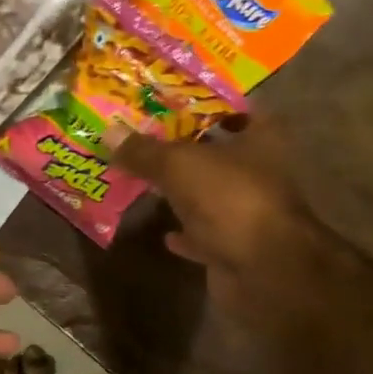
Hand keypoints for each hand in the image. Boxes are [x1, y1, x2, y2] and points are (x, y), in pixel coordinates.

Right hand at [112, 118, 325, 316]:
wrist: (264, 270)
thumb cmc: (230, 199)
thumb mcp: (179, 165)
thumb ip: (144, 151)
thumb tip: (108, 132)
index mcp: (260, 141)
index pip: (239, 110)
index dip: (209, 105)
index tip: (174, 104)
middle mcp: (260, 173)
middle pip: (221, 154)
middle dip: (187, 150)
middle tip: (146, 141)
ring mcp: (249, 212)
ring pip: (211, 195)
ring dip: (185, 192)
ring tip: (147, 182)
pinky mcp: (237, 247)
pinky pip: (206, 235)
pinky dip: (187, 234)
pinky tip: (164, 232)